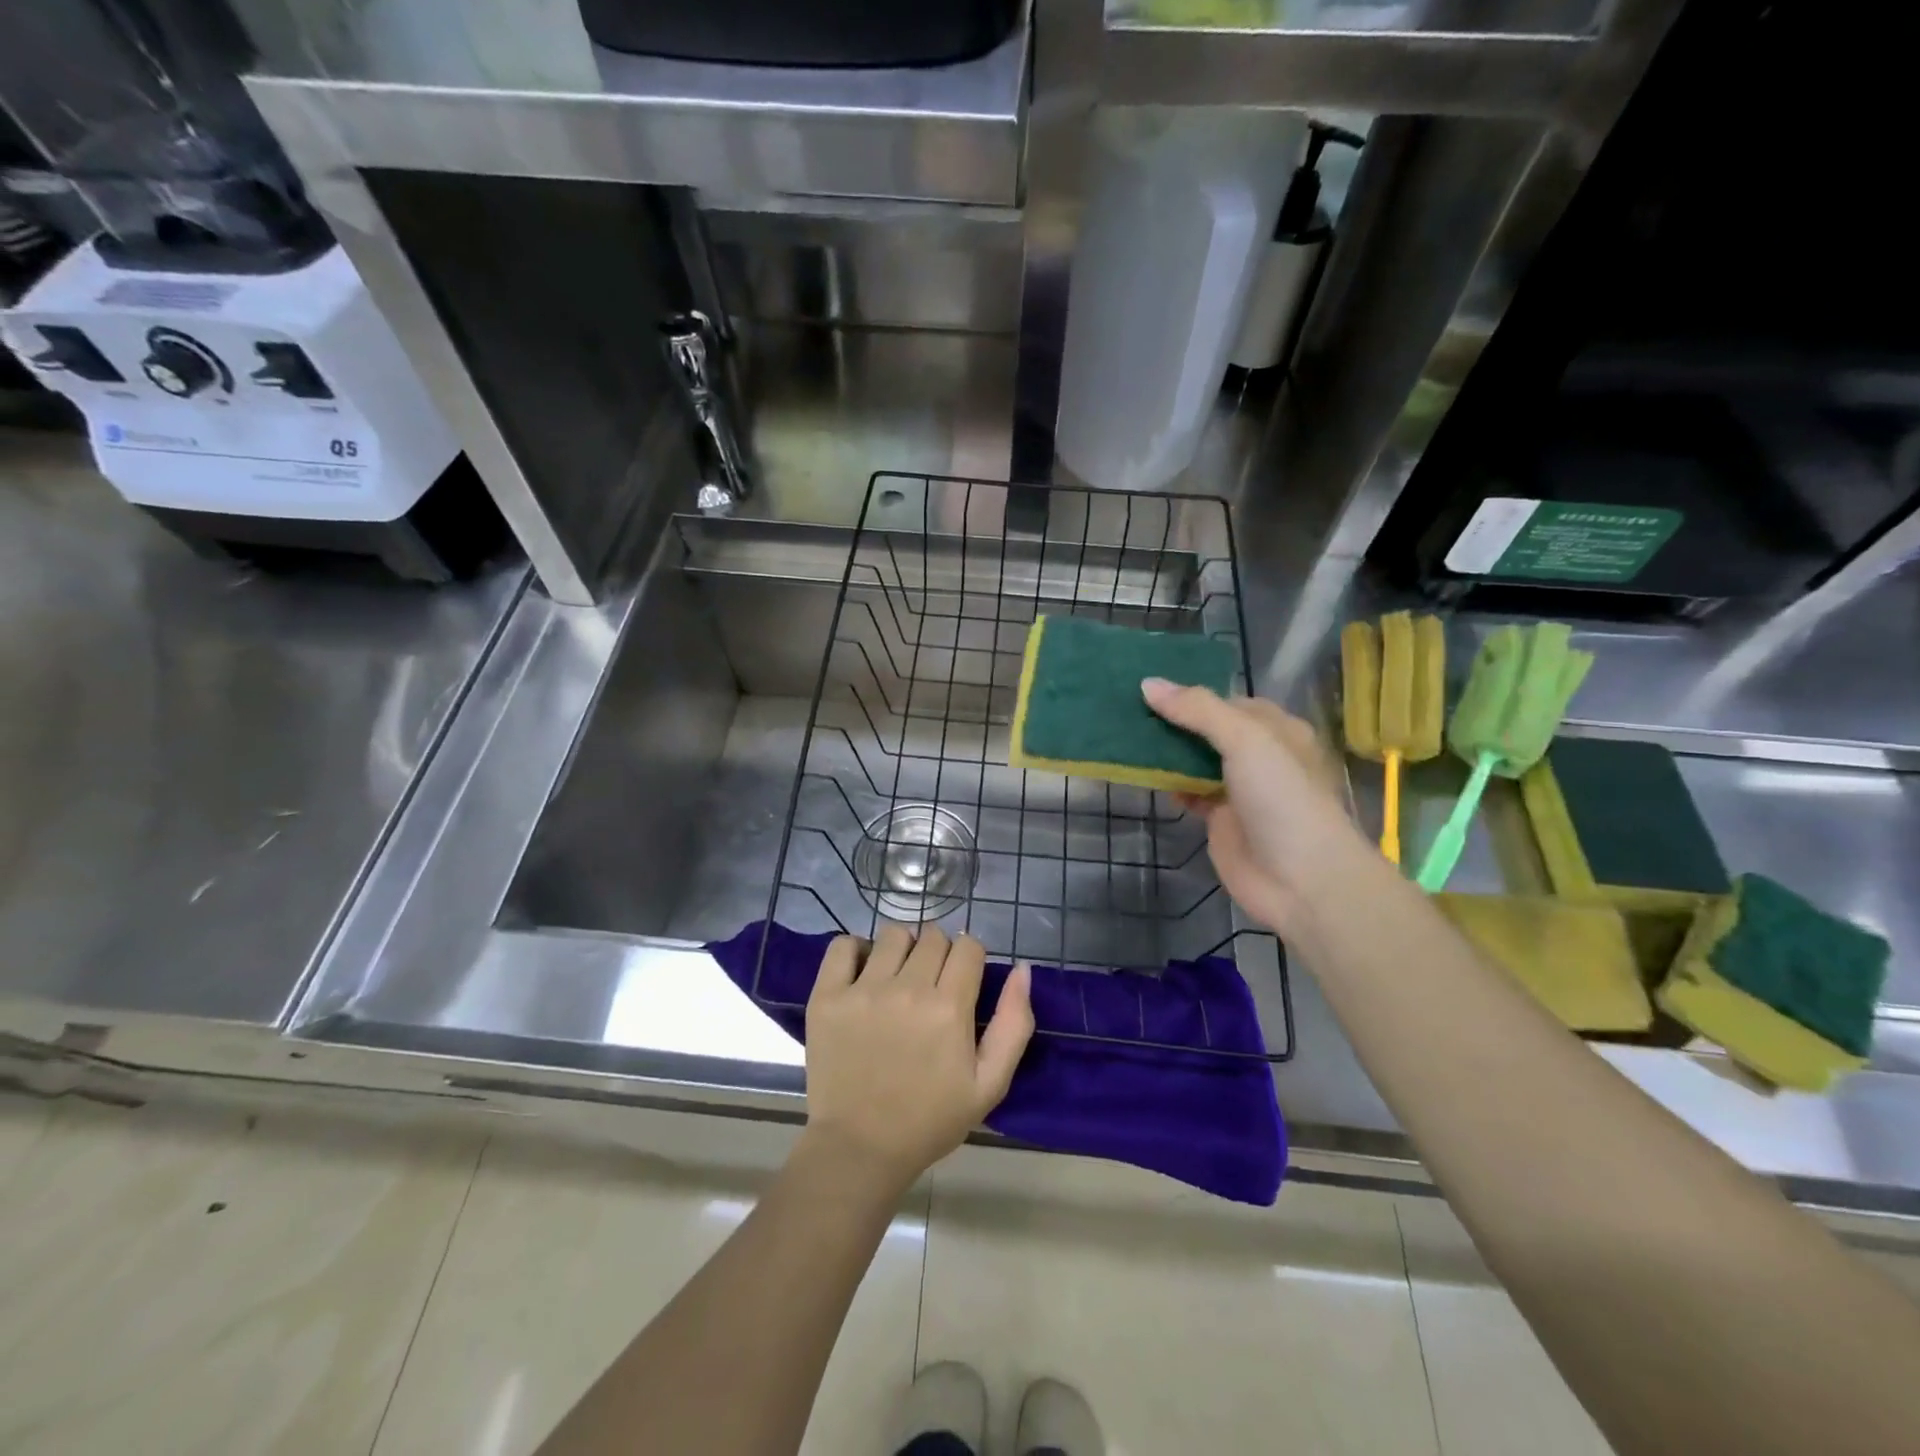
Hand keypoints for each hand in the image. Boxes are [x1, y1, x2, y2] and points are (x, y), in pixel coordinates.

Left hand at [802, 923, 1033, 1188]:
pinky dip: (855, 950)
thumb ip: (1013, 1023)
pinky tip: (862, 974)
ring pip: (893, 934)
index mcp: (949, 1008)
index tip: (962, 982)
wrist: (860, 1148)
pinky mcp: (827, 996)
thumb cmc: (930, 1119)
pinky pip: (843, 945)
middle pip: (933, 936)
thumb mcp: (990, 1084)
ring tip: (897, 978)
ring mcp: (863, 990)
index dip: (970, 959)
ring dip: (902, 949)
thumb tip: (1022, 969)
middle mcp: (907, 989)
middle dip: (939, 954)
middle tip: (931, 986)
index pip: (968, 946)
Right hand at [1142, 679, 1360, 932]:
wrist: (1301, 879)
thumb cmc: (1282, 798)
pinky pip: (1189, 791)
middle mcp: (1259, 755)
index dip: (1191, 694)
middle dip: (1174, 721)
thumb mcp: (1245, 740)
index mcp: (1276, 730)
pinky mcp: (1220, 819)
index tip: (1148, 688)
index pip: (1227, 701)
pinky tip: (1142, 773)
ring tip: (1124, 734)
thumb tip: (1148, 684)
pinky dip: (1169, 783)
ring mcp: (1238, 789)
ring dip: (1167, 752)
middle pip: (1209, 730)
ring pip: (1196, 761)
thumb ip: (1198, 710)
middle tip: (1126, 708)